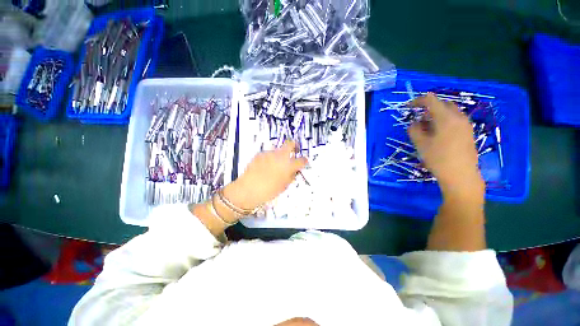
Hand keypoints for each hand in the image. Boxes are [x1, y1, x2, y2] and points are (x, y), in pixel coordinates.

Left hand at [223, 141, 307, 210]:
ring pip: (278, 150)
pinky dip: (269, 158)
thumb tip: (293, 171)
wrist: (248, 189)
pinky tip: (264, 167)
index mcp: (288, 165)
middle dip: (294, 145)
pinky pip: (268, 154)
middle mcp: (280, 156)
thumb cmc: (268, 191)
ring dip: (279, 155)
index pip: (301, 160)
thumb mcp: (284, 186)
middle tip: (294, 150)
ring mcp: (269, 153)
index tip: (304, 161)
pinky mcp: (260, 154)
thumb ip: (291, 176)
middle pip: (290, 143)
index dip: (304, 161)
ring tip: (274, 165)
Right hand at [408, 93, 484, 202]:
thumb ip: (414, 130)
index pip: (431, 100)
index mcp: (446, 117)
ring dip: (436, 115)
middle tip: (418, 120)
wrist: (461, 176)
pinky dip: (444, 121)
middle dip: (428, 108)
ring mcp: (466, 124)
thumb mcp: (420, 144)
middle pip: (442, 104)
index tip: (408, 107)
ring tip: (427, 128)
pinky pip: (455, 120)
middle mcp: (459, 117)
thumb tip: (414, 123)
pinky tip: (438, 134)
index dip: (417, 101)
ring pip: (449, 112)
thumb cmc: (438, 159)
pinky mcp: (468, 132)